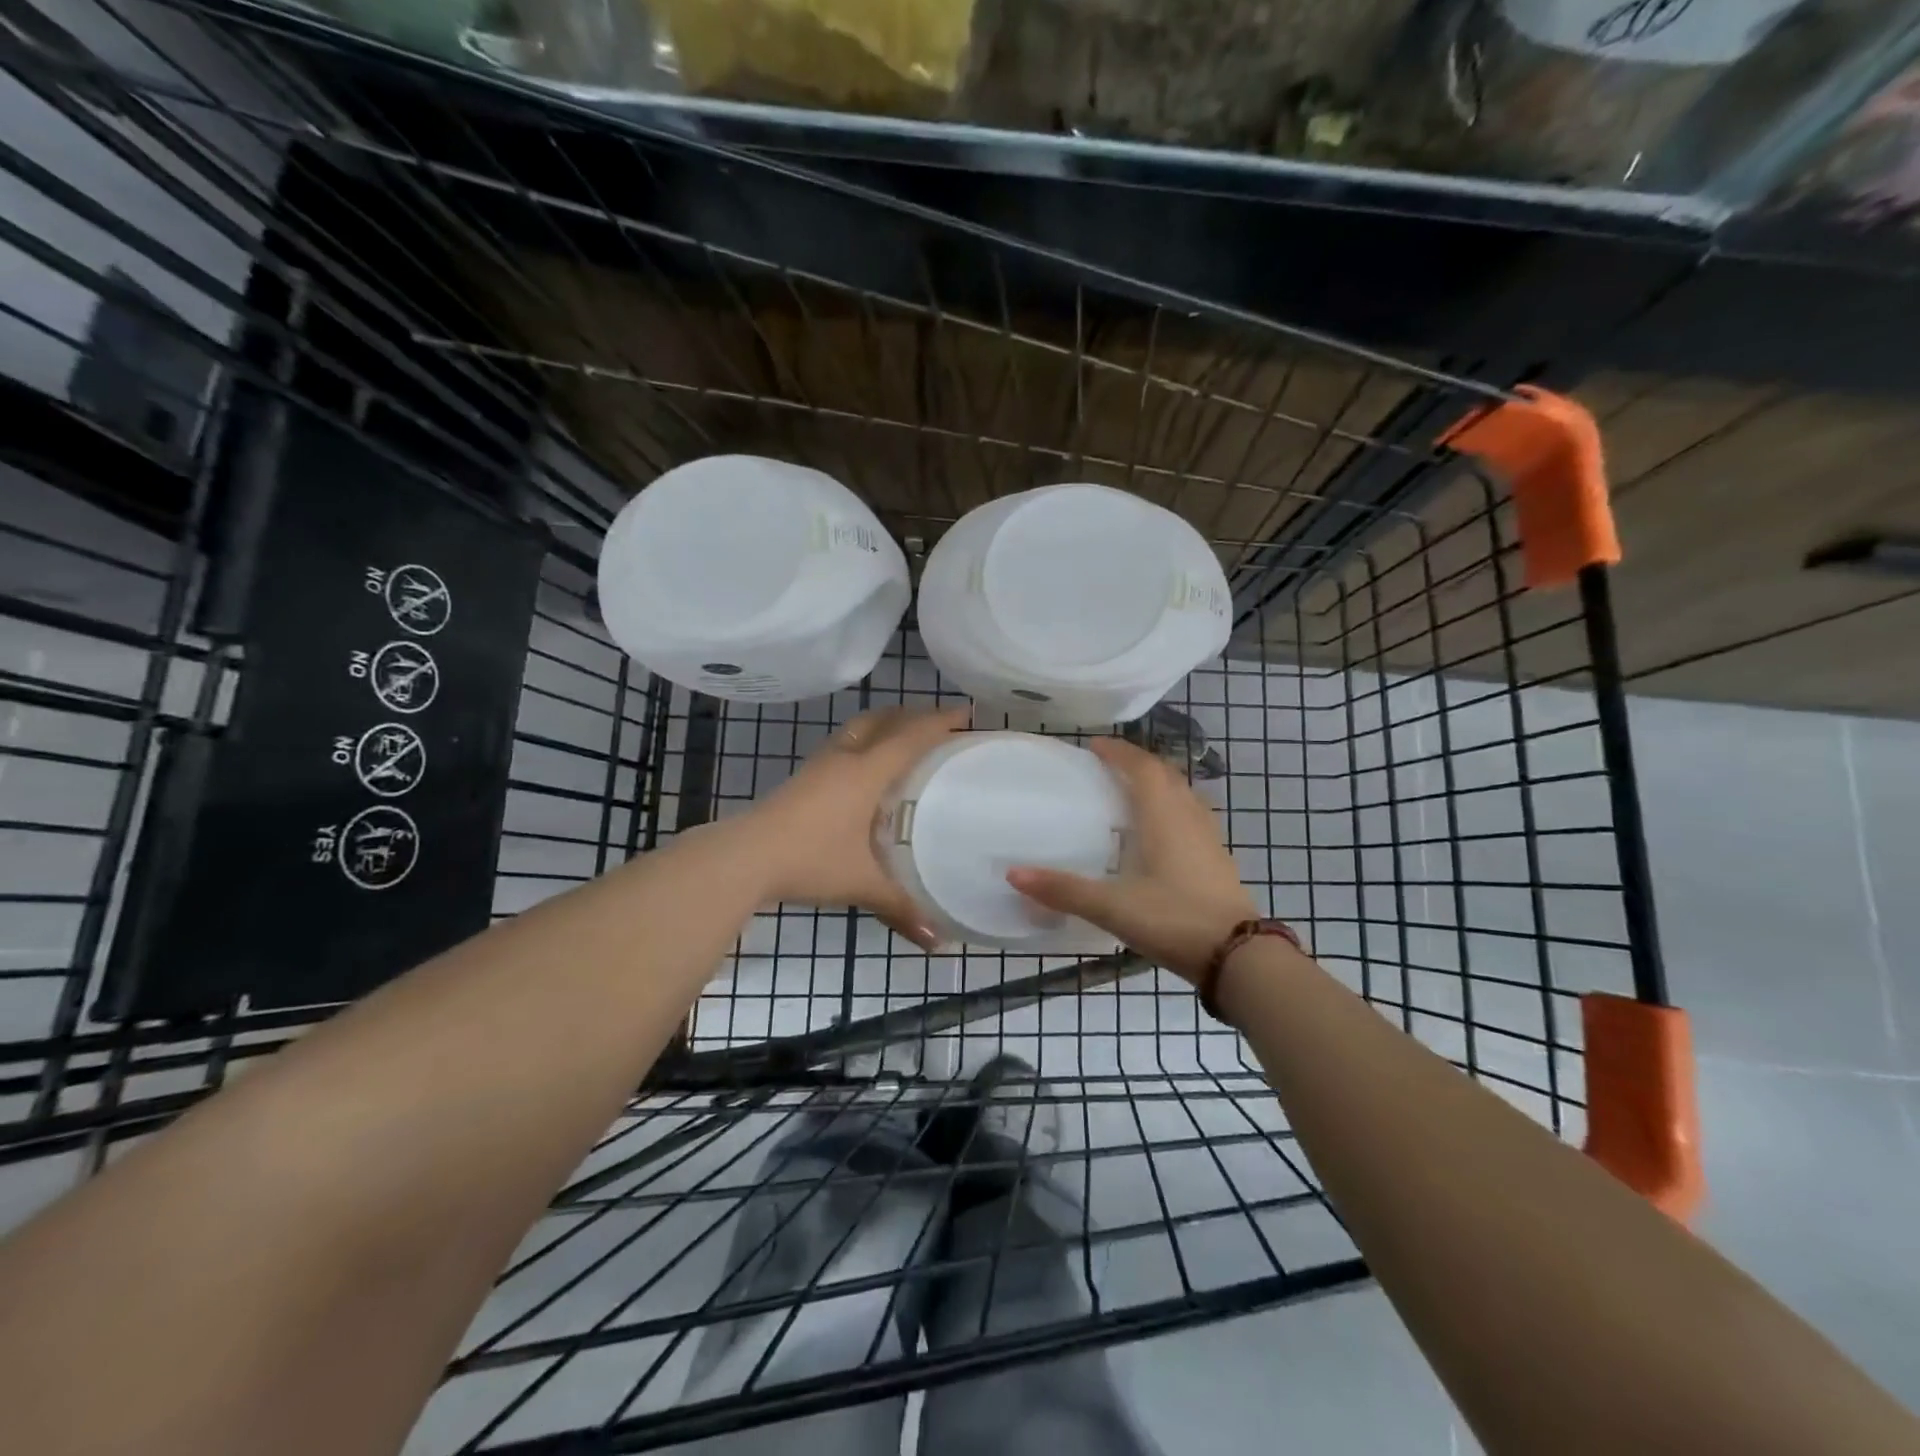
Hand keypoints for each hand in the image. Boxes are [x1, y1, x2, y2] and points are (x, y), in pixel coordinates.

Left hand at [743, 706, 969, 949]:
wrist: (744, 857)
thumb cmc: (810, 860)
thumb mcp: (860, 883)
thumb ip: (900, 907)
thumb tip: (938, 941)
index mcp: (866, 772)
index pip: (910, 736)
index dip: (939, 722)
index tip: (966, 715)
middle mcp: (844, 758)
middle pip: (883, 720)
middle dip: (912, 715)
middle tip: (939, 724)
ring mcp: (819, 765)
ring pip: (858, 729)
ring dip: (884, 725)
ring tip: (904, 740)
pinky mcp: (802, 778)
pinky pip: (843, 746)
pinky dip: (864, 744)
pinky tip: (866, 772)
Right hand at [1008, 737, 1256, 982]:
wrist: (1239, 957)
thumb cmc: (1174, 919)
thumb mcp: (1113, 907)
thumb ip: (1063, 890)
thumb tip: (1013, 873)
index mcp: (1164, 817)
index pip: (1142, 768)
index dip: (1119, 753)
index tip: (1095, 745)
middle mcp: (1189, 818)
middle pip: (1166, 776)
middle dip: (1138, 763)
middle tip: (1110, 765)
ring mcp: (1209, 839)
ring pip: (1184, 795)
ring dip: (1159, 785)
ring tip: (1133, 792)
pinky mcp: (1218, 860)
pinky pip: (1192, 817)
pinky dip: (1172, 810)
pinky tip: (1159, 834)